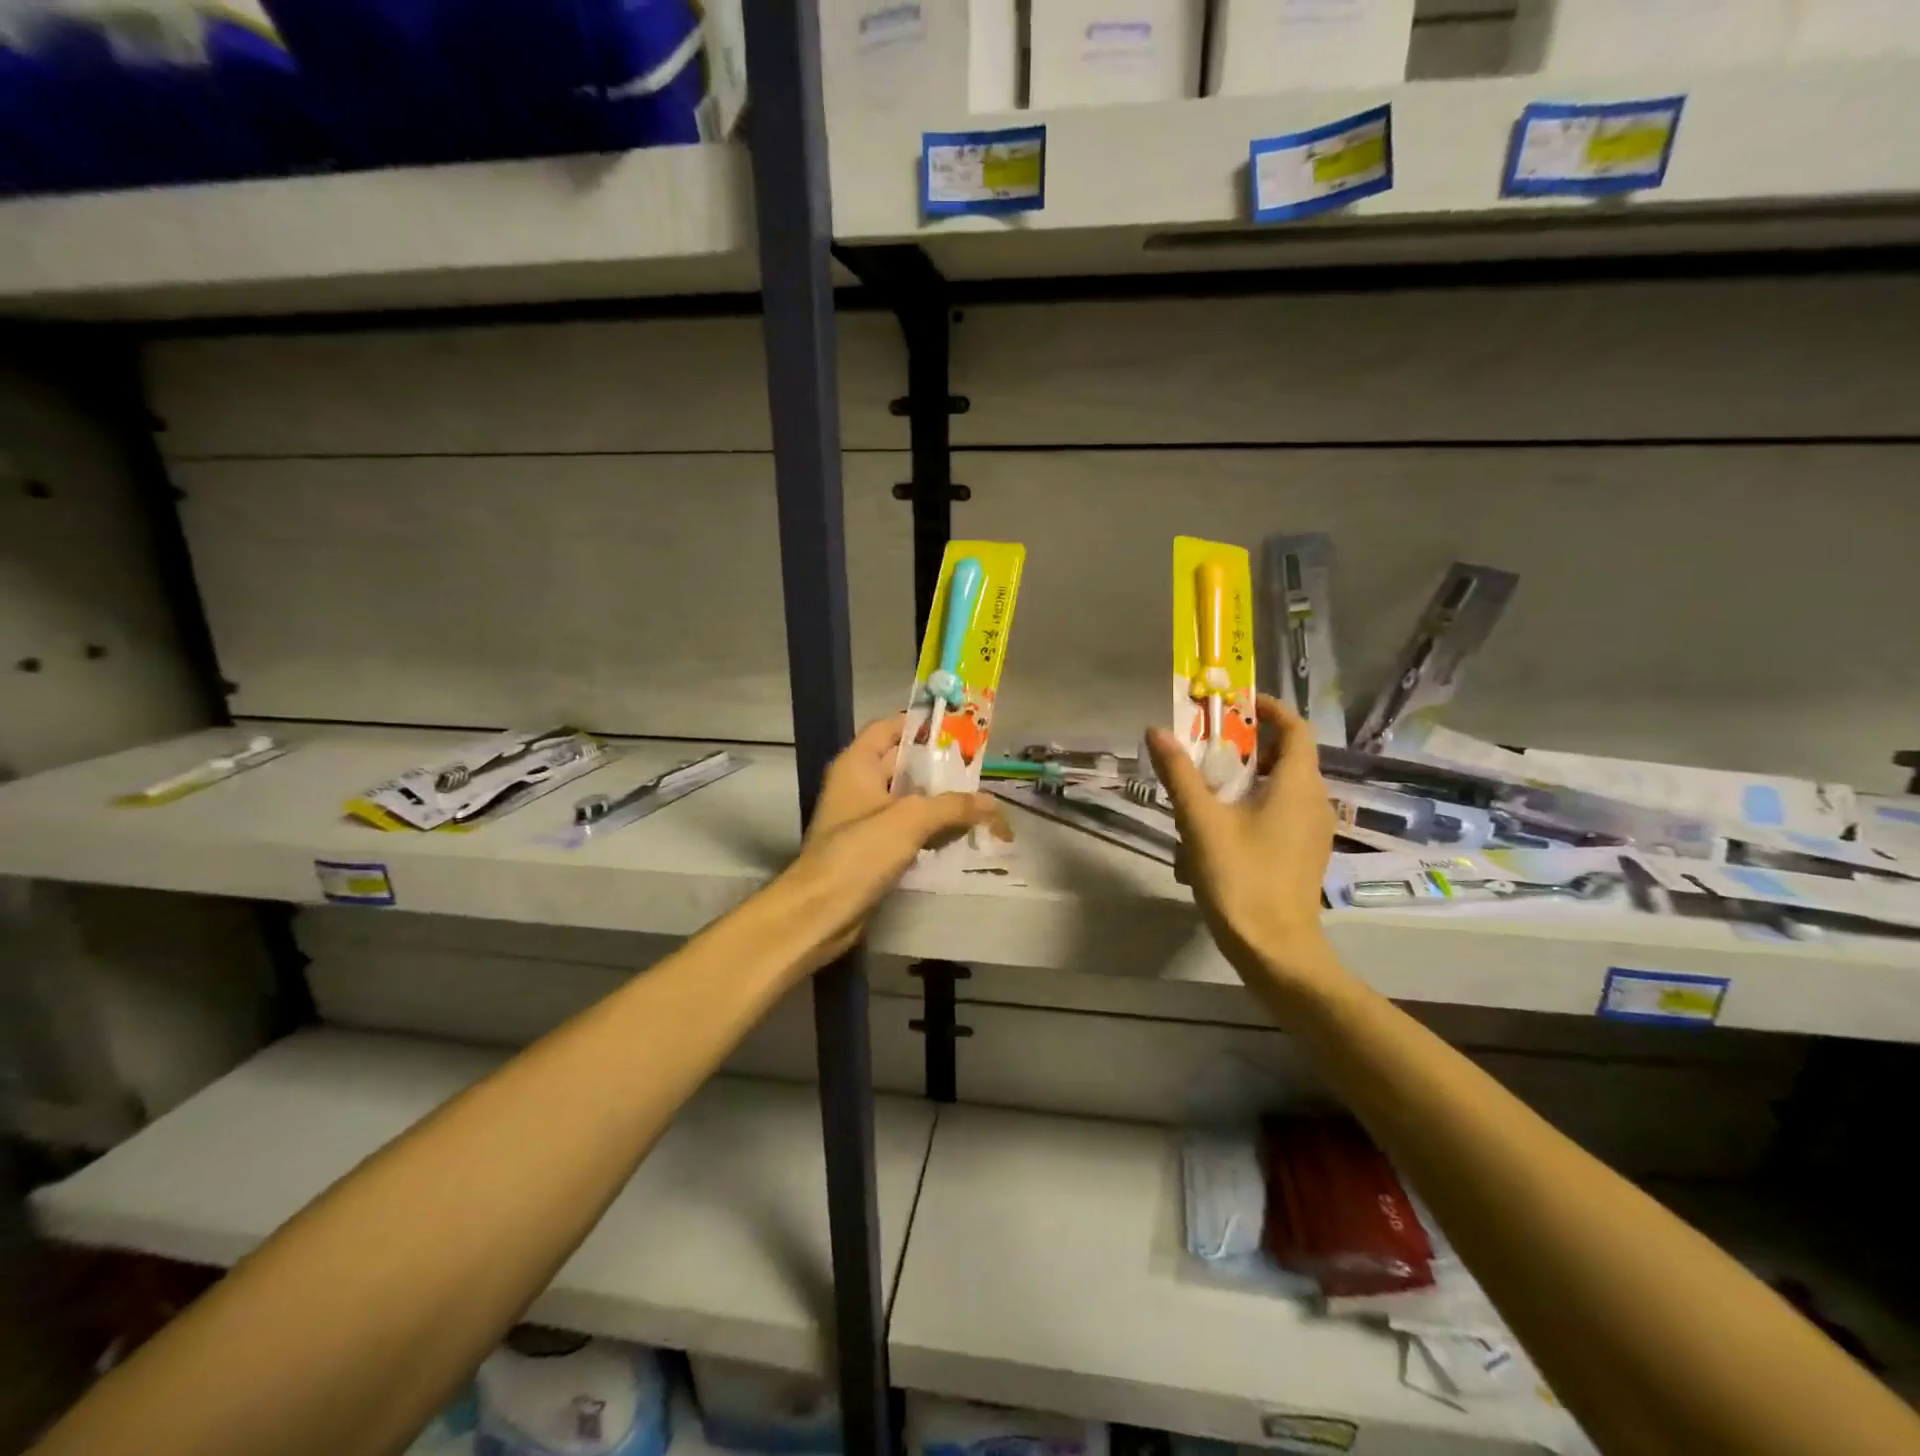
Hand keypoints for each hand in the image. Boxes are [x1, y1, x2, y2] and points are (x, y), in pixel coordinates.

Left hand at [779, 716, 1003, 966]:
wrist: (820, 912)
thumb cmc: (859, 852)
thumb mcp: (910, 820)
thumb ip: (953, 806)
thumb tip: (993, 803)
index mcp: (857, 765)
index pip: (889, 728)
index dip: (920, 723)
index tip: (957, 728)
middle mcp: (859, 785)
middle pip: (903, 764)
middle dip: (939, 766)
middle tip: (979, 768)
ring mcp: (865, 819)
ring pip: (908, 799)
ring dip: (939, 800)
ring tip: (979, 801)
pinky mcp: (873, 849)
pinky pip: (908, 828)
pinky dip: (931, 828)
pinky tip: (960, 833)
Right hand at [1146, 695, 1342, 996]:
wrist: (1274, 949)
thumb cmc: (1241, 878)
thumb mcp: (1201, 821)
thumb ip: (1179, 774)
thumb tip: (1158, 731)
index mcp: (1298, 785)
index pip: (1295, 728)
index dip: (1268, 709)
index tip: (1235, 704)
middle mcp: (1315, 802)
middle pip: (1286, 756)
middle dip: (1247, 745)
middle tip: (1206, 745)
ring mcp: (1312, 831)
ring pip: (1281, 787)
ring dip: (1246, 777)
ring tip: (1204, 787)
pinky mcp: (1303, 853)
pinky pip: (1281, 812)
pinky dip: (1254, 804)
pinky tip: (1218, 828)